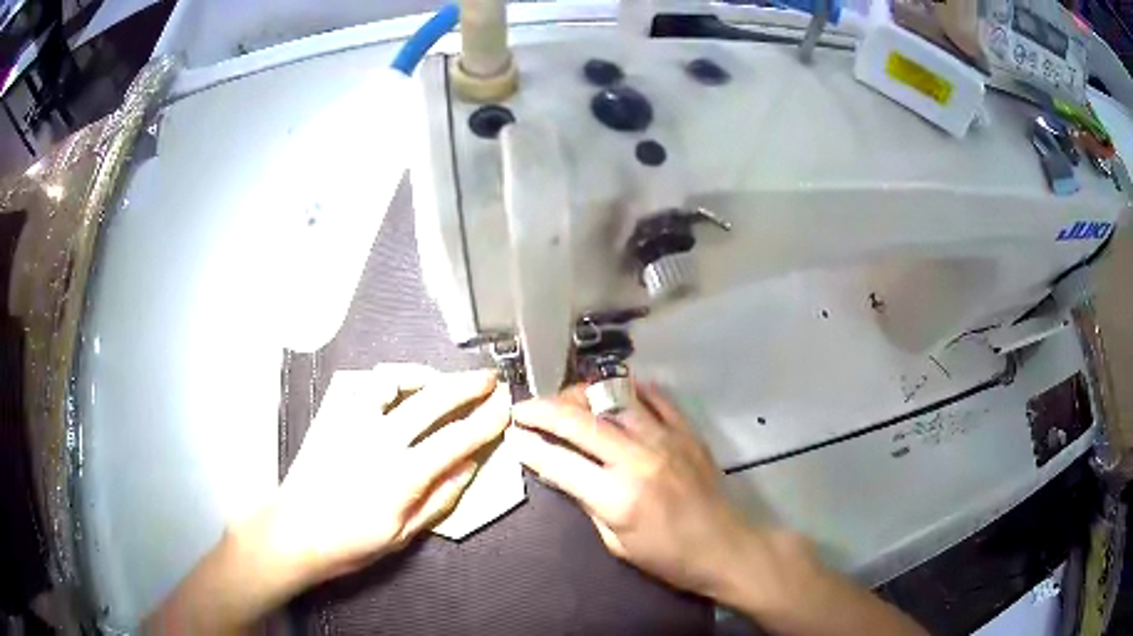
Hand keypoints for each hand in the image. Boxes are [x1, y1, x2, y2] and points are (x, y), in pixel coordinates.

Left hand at [251, 365, 510, 583]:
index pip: (456, 439)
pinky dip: (387, 379)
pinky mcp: (332, 415)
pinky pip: (362, 383)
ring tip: (442, 380)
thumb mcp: (403, 534)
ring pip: (395, 381)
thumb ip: (440, 498)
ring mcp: (351, 422)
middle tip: (488, 379)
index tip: (505, 406)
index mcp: (401, 475)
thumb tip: (470, 466)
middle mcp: (379, 439)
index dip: (486, 420)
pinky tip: (396, 386)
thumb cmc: (351, 543)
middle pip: (432, 400)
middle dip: (467, 385)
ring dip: (426, 375)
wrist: (294, 531)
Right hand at [509, 383, 759, 599]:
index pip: (559, 462)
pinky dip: (631, 389)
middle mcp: (638, 459)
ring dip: (581, 394)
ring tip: (563, 397)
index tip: (512, 435)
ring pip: (614, 400)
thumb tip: (559, 471)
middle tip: (523, 407)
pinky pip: (656, 398)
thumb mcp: (616, 543)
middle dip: (544, 410)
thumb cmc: (667, 557)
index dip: (530, 447)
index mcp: (617, 496)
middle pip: (580, 422)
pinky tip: (614, 389)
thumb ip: (587, 503)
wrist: (725, 547)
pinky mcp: (687, 432)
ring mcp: (666, 440)